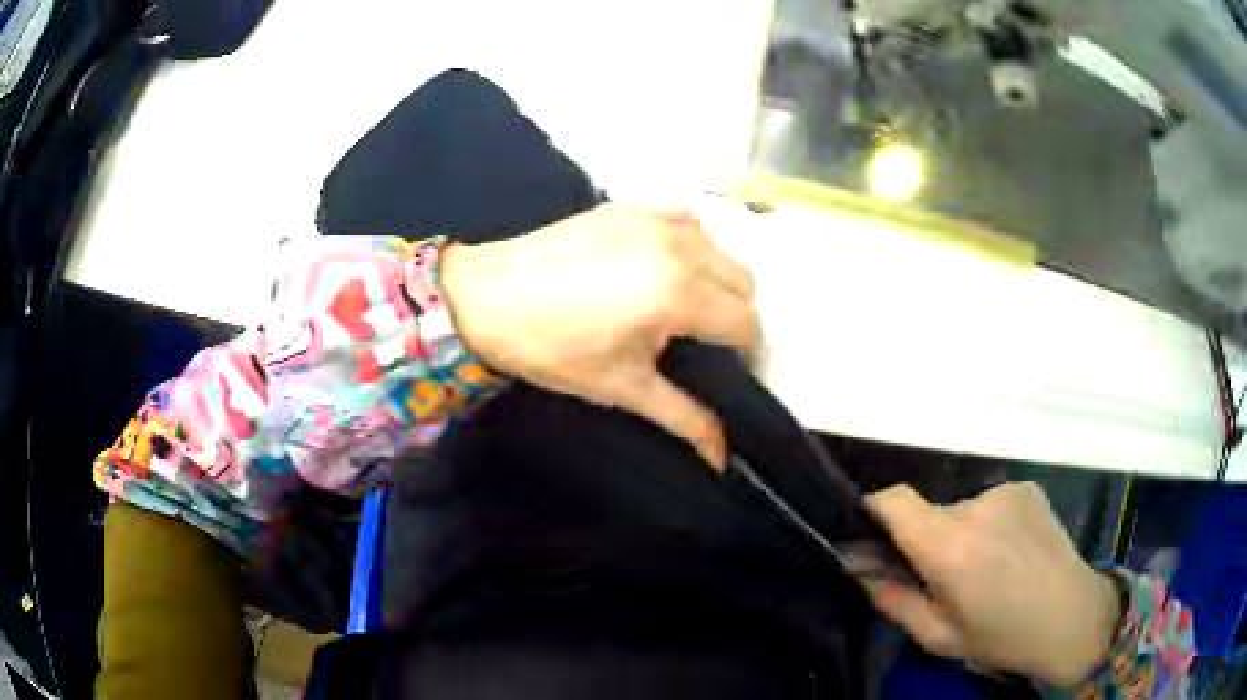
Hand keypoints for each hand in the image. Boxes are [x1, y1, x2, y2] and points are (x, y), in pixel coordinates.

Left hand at [439, 204, 757, 469]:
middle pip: (742, 282)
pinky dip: (688, 240)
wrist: (484, 298)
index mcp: (680, 294)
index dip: (742, 353)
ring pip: (718, 248)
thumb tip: (722, 459)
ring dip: (714, 278)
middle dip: (732, 314)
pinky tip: (661, 263)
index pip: (745, 323)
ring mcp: (653, 219)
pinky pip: (684, 218)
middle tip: (699, 341)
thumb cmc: (552, 349)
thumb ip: (684, 419)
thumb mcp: (623, 387)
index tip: (722, 370)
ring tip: (678, 305)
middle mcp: (679, 246)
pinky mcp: (629, 206)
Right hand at [864, 483, 1122, 687]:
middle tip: (945, 579)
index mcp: (949, 547)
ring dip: (961, 535)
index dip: (874, 512)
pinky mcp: (1026, 488)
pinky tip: (1011, 555)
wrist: (1071, 617)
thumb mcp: (938, 636)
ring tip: (987, 570)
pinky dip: (990, 526)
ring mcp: (1005, 492)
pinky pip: (991, 504)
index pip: (894, 501)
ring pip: (961, 511)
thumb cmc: (1000, 637)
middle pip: (929, 512)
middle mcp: (975, 507)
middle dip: (926, 541)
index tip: (873, 539)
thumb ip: (893, 600)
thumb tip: (861, 569)